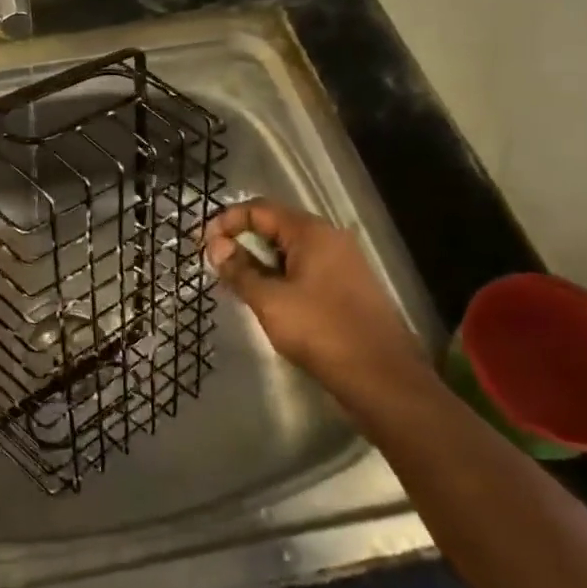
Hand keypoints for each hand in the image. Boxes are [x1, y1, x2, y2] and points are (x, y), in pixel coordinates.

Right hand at [204, 198, 429, 403]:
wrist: (382, 378)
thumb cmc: (321, 331)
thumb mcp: (269, 300)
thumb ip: (239, 270)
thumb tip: (215, 246)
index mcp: (311, 232)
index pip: (259, 209)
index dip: (227, 222)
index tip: (203, 246)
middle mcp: (330, 238)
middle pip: (276, 226)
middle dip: (242, 242)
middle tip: (217, 266)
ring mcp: (343, 263)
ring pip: (290, 250)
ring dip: (260, 261)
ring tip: (237, 285)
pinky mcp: (348, 287)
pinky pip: (305, 269)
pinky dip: (281, 276)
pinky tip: (268, 299)